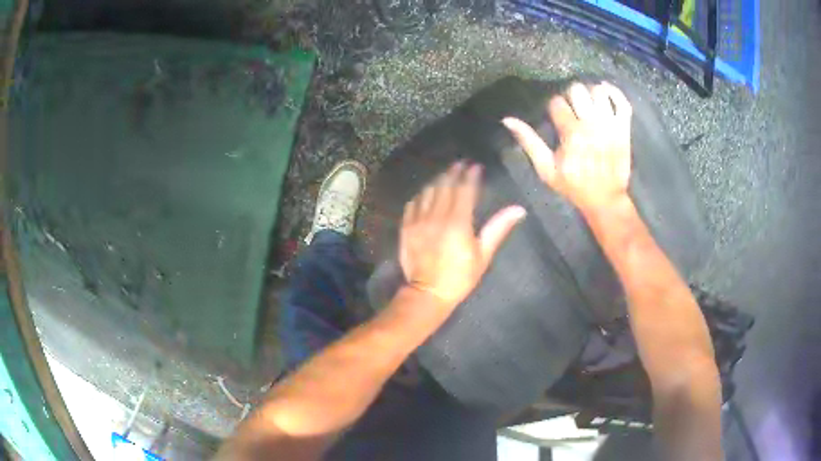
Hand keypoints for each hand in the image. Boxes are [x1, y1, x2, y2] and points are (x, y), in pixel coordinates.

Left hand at [399, 162, 526, 307]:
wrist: (428, 293)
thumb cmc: (460, 276)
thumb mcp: (483, 255)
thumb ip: (498, 228)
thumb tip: (518, 210)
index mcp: (458, 222)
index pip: (465, 190)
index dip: (471, 176)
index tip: (476, 166)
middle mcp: (436, 216)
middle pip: (445, 186)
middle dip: (454, 172)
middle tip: (460, 164)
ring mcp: (418, 220)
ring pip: (428, 192)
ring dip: (438, 180)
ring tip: (445, 175)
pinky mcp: (406, 227)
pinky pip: (413, 203)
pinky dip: (421, 195)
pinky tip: (426, 193)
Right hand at [502, 82, 632, 212]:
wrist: (606, 199)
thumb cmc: (574, 186)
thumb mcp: (546, 169)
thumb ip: (529, 142)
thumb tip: (508, 120)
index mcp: (571, 134)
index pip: (557, 103)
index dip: (554, 107)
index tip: (556, 117)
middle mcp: (591, 125)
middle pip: (578, 90)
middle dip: (572, 95)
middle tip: (573, 107)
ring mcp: (610, 125)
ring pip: (599, 91)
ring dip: (591, 93)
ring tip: (588, 103)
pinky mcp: (624, 129)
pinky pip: (622, 101)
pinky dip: (614, 92)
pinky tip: (605, 91)